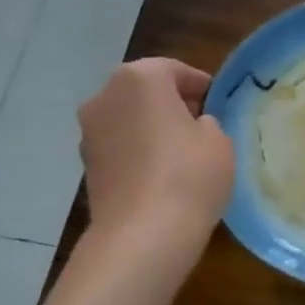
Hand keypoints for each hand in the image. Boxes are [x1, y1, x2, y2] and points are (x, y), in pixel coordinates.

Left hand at [78, 59, 233, 243]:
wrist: (142, 234)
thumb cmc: (188, 174)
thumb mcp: (219, 141)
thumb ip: (207, 123)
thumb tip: (194, 126)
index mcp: (140, 78)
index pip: (174, 70)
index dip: (199, 85)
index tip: (217, 102)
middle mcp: (106, 96)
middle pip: (145, 91)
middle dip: (171, 104)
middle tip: (200, 125)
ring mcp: (89, 132)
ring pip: (128, 120)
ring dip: (150, 129)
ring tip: (181, 154)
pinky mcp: (86, 165)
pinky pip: (119, 148)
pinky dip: (137, 153)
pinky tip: (160, 176)